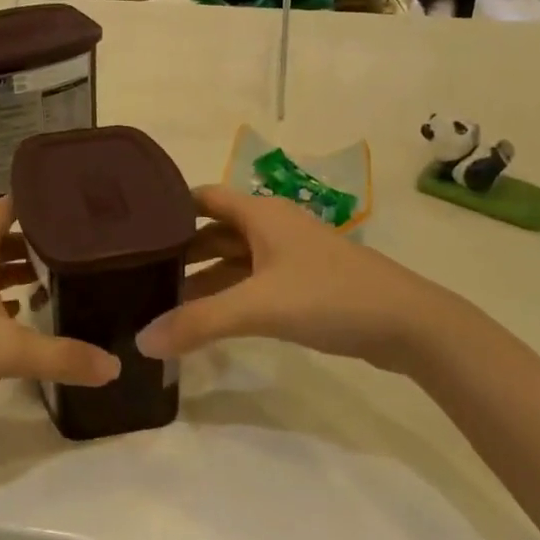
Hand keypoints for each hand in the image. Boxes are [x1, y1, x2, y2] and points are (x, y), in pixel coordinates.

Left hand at [0, 197, 120, 420]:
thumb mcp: (7, 353)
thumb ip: (63, 357)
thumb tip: (115, 367)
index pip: (13, 204)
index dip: (45, 204)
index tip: (79, 211)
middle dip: (36, 243)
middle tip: (77, 255)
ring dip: (11, 269)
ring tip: (49, 286)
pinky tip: (8, 317)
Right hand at [139, 185, 454, 371]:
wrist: (408, 324)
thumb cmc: (329, 296)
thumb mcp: (258, 307)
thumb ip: (199, 323)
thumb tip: (140, 341)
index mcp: (259, 213)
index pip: (201, 198)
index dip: (168, 210)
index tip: (131, 230)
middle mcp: (270, 226)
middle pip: (214, 231)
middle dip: (180, 252)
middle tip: (138, 274)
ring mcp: (289, 255)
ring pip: (233, 260)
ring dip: (203, 278)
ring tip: (163, 304)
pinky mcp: (303, 284)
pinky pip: (252, 282)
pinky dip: (228, 295)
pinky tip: (208, 320)